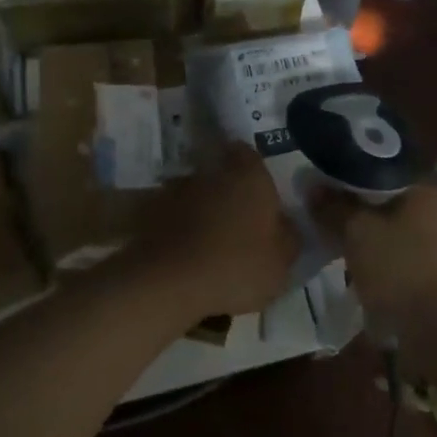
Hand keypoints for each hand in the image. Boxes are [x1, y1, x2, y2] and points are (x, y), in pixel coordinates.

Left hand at [139, 142, 299, 319]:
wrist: (167, 282)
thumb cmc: (236, 266)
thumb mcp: (281, 262)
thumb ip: (288, 238)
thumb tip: (285, 225)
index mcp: (247, 175)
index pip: (249, 154)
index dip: (255, 172)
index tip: (261, 196)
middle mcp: (208, 172)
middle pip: (220, 174)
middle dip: (227, 194)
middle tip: (238, 225)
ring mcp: (174, 190)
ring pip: (194, 196)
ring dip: (201, 212)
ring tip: (208, 246)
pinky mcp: (148, 213)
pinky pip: (170, 217)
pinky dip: (177, 230)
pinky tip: (184, 257)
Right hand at [309, 183, 436, 336]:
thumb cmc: (400, 269)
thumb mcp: (357, 232)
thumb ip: (334, 207)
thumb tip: (312, 186)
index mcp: (426, 191)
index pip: (381, 170)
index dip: (349, 176)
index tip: (323, 185)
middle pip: (387, 201)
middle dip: (356, 209)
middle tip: (324, 214)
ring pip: (393, 231)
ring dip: (368, 237)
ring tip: (336, 242)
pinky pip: (401, 257)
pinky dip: (380, 260)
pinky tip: (358, 269)